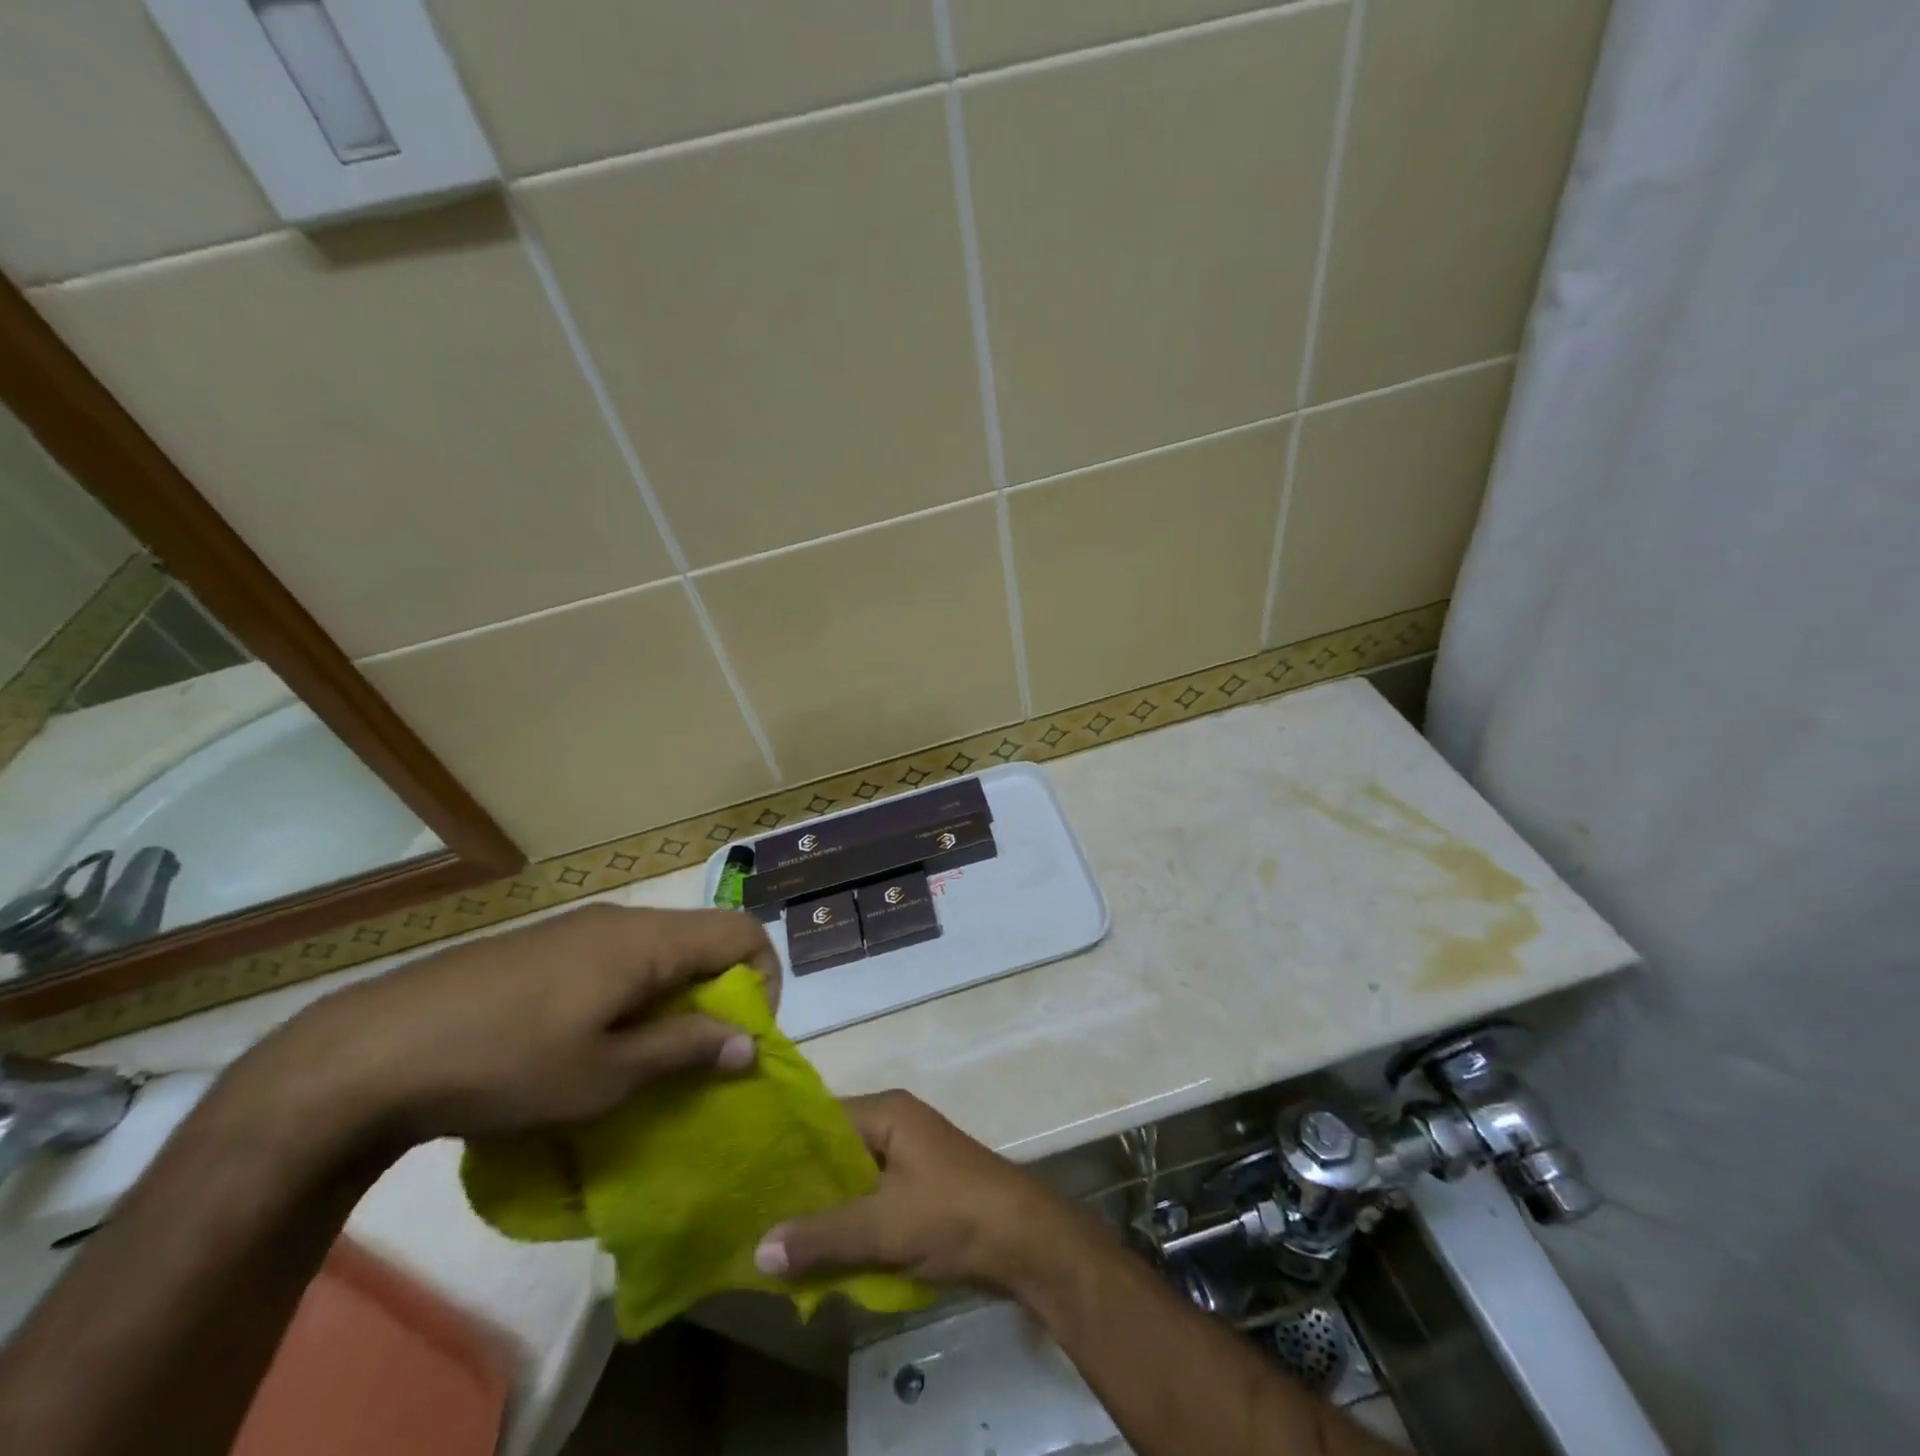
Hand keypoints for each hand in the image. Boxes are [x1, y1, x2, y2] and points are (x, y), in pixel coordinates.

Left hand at [242, 904, 777, 1148]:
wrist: (369, 1053)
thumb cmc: (506, 1064)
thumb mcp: (606, 1074)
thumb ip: (685, 1051)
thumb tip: (751, 1045)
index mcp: (648, 941)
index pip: (744, 932)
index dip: (765, 980)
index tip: (741, 1038)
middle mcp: (623, 920)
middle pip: (704, 939)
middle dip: (718, 994)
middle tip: (696, 1057)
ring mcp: (580, 928)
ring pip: (659, 950)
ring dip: (674, 997)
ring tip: (644, 1056)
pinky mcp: (546, 945)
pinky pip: (618, 957)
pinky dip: (633, 992)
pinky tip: (590, 1039)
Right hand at [754, 1090, 1092, 1292]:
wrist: (1025, 1239)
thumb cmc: (952, 1213)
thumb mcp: (883, 1226)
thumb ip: (822, 1236)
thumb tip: (757, 1250)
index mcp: (887, 1112)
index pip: (821, 1117)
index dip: (784, 1145)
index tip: (743, 1173)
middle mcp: (895, 1124)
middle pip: (834, 1149)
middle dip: (800, 1183)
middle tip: (750, 1213)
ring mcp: (909, 1156)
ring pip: (851, 1178)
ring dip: (823, 1206)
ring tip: (774, 1236)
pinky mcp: (918, 1188)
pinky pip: (870, 1198)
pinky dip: (847, 1221)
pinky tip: (818, 1250)